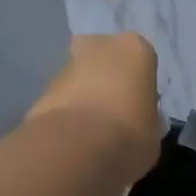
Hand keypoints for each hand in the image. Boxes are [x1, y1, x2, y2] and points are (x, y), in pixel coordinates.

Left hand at [24, 33, 161, 185]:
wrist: (76, 150)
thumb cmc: (130, 136)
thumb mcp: (153, 132)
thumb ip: (145, 118)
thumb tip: (136, 122)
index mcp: (135, 49)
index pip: (142, 62)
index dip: (139, 87)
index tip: (139, 109)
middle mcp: (99, 45)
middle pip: (104, 60)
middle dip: (106, 80)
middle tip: (113, 114)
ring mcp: (66, 65)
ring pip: (79, 79)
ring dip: (84, 98)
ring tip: (91, 134)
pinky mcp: (42, 90)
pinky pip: (61, 101)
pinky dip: (66, 115)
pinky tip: (73, 140)